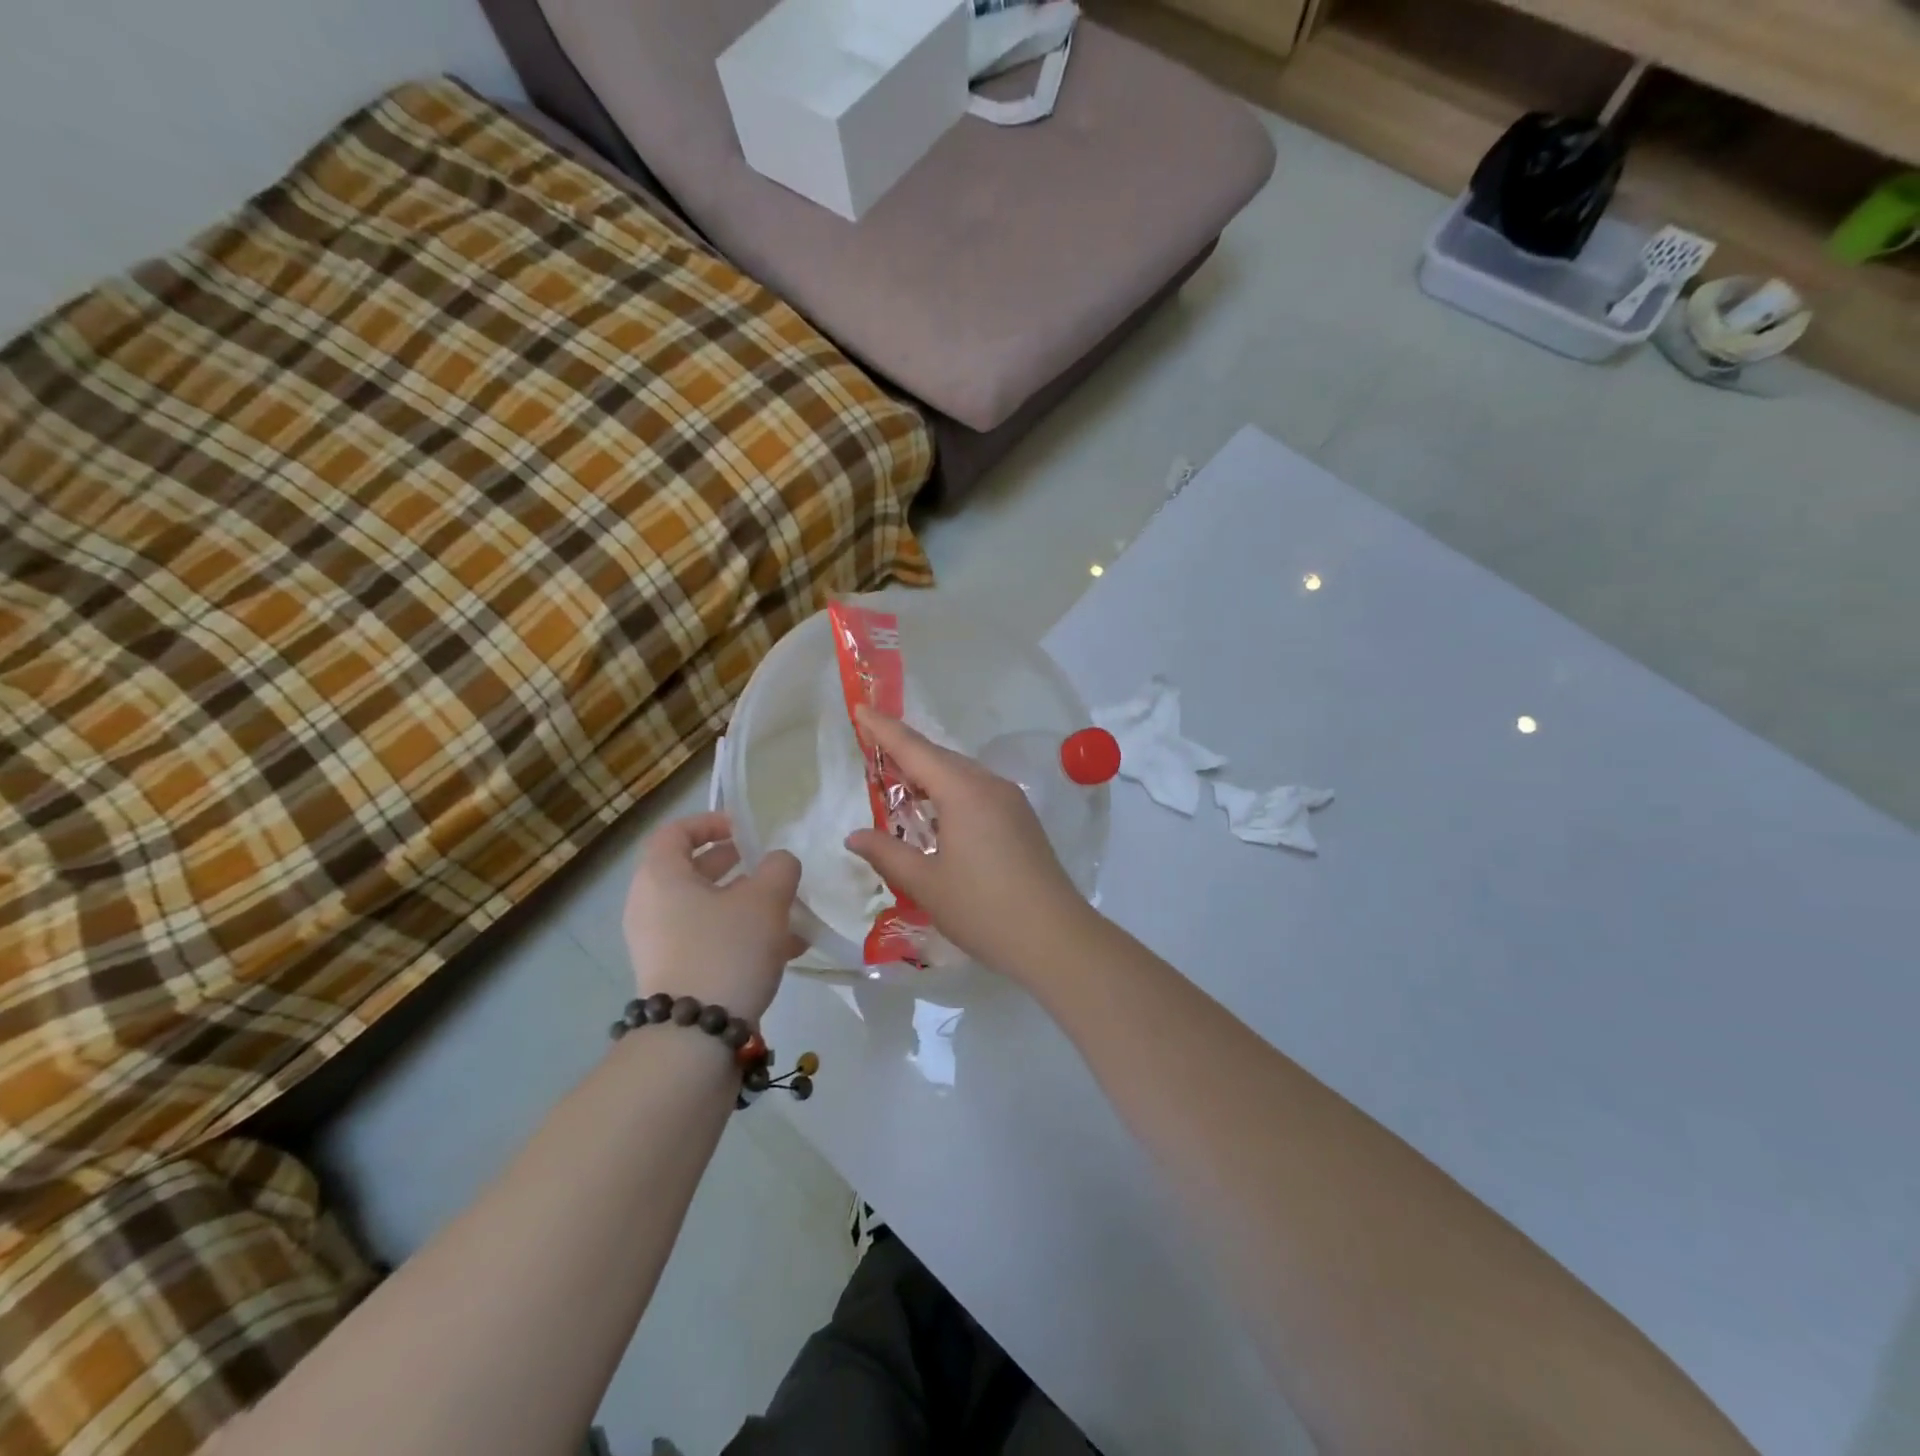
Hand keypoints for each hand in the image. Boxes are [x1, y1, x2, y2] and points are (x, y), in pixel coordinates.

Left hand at [623, 812, 802, 1021]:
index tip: (745, 831)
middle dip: (734, 865)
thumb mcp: (765, 899)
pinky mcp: (674, 975)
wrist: (695, 1038)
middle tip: (767, 867)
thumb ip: (779, 868)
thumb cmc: (726, 950)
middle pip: (690, 871)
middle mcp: (651, 907)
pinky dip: (740, 935)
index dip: (710, 822)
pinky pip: (707, 940)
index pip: (675, 832)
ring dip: (745, 904)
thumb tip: (778, 863)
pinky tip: (785, 949)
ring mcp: (659, 944)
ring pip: (704, 909)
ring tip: (789, 912)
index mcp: (661, 877)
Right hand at [845, 708, 1097, 983]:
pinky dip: (950, 792)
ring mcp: (1011, 801)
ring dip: (929, 774)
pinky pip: (978, 791)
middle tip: (871, 748)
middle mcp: (989, 785)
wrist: (1054, 937)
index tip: (860, 707)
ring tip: (898, 782)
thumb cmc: (983, 909)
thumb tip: (854, 836)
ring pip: (962, 774)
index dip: (883, 729)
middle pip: (940, 757)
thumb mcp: (926, 883)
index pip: (914, 749)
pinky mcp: (1022, 819)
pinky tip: (937, 812)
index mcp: (963, 791)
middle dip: (905, 750)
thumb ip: (887, 853)